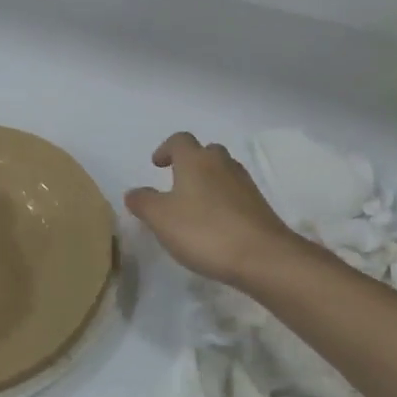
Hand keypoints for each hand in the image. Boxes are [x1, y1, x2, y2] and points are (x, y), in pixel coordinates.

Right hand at [125, 133, 302, 288]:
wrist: (263, 256)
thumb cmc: (205, 231)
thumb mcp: (161, 219)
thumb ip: (144, 202)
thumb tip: (133, 192)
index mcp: (195, 160)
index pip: (179, 140)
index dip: (166, 149)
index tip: (157, 165)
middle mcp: (222, 164)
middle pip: (205, 152)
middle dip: (190, 163)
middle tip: (176, 184)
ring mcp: (245, 184)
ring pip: (222, 172)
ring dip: (208, 182)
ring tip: (194, 207)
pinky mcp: (259, 206)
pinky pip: (235, 194)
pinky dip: (223, 201)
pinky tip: (215, 225)